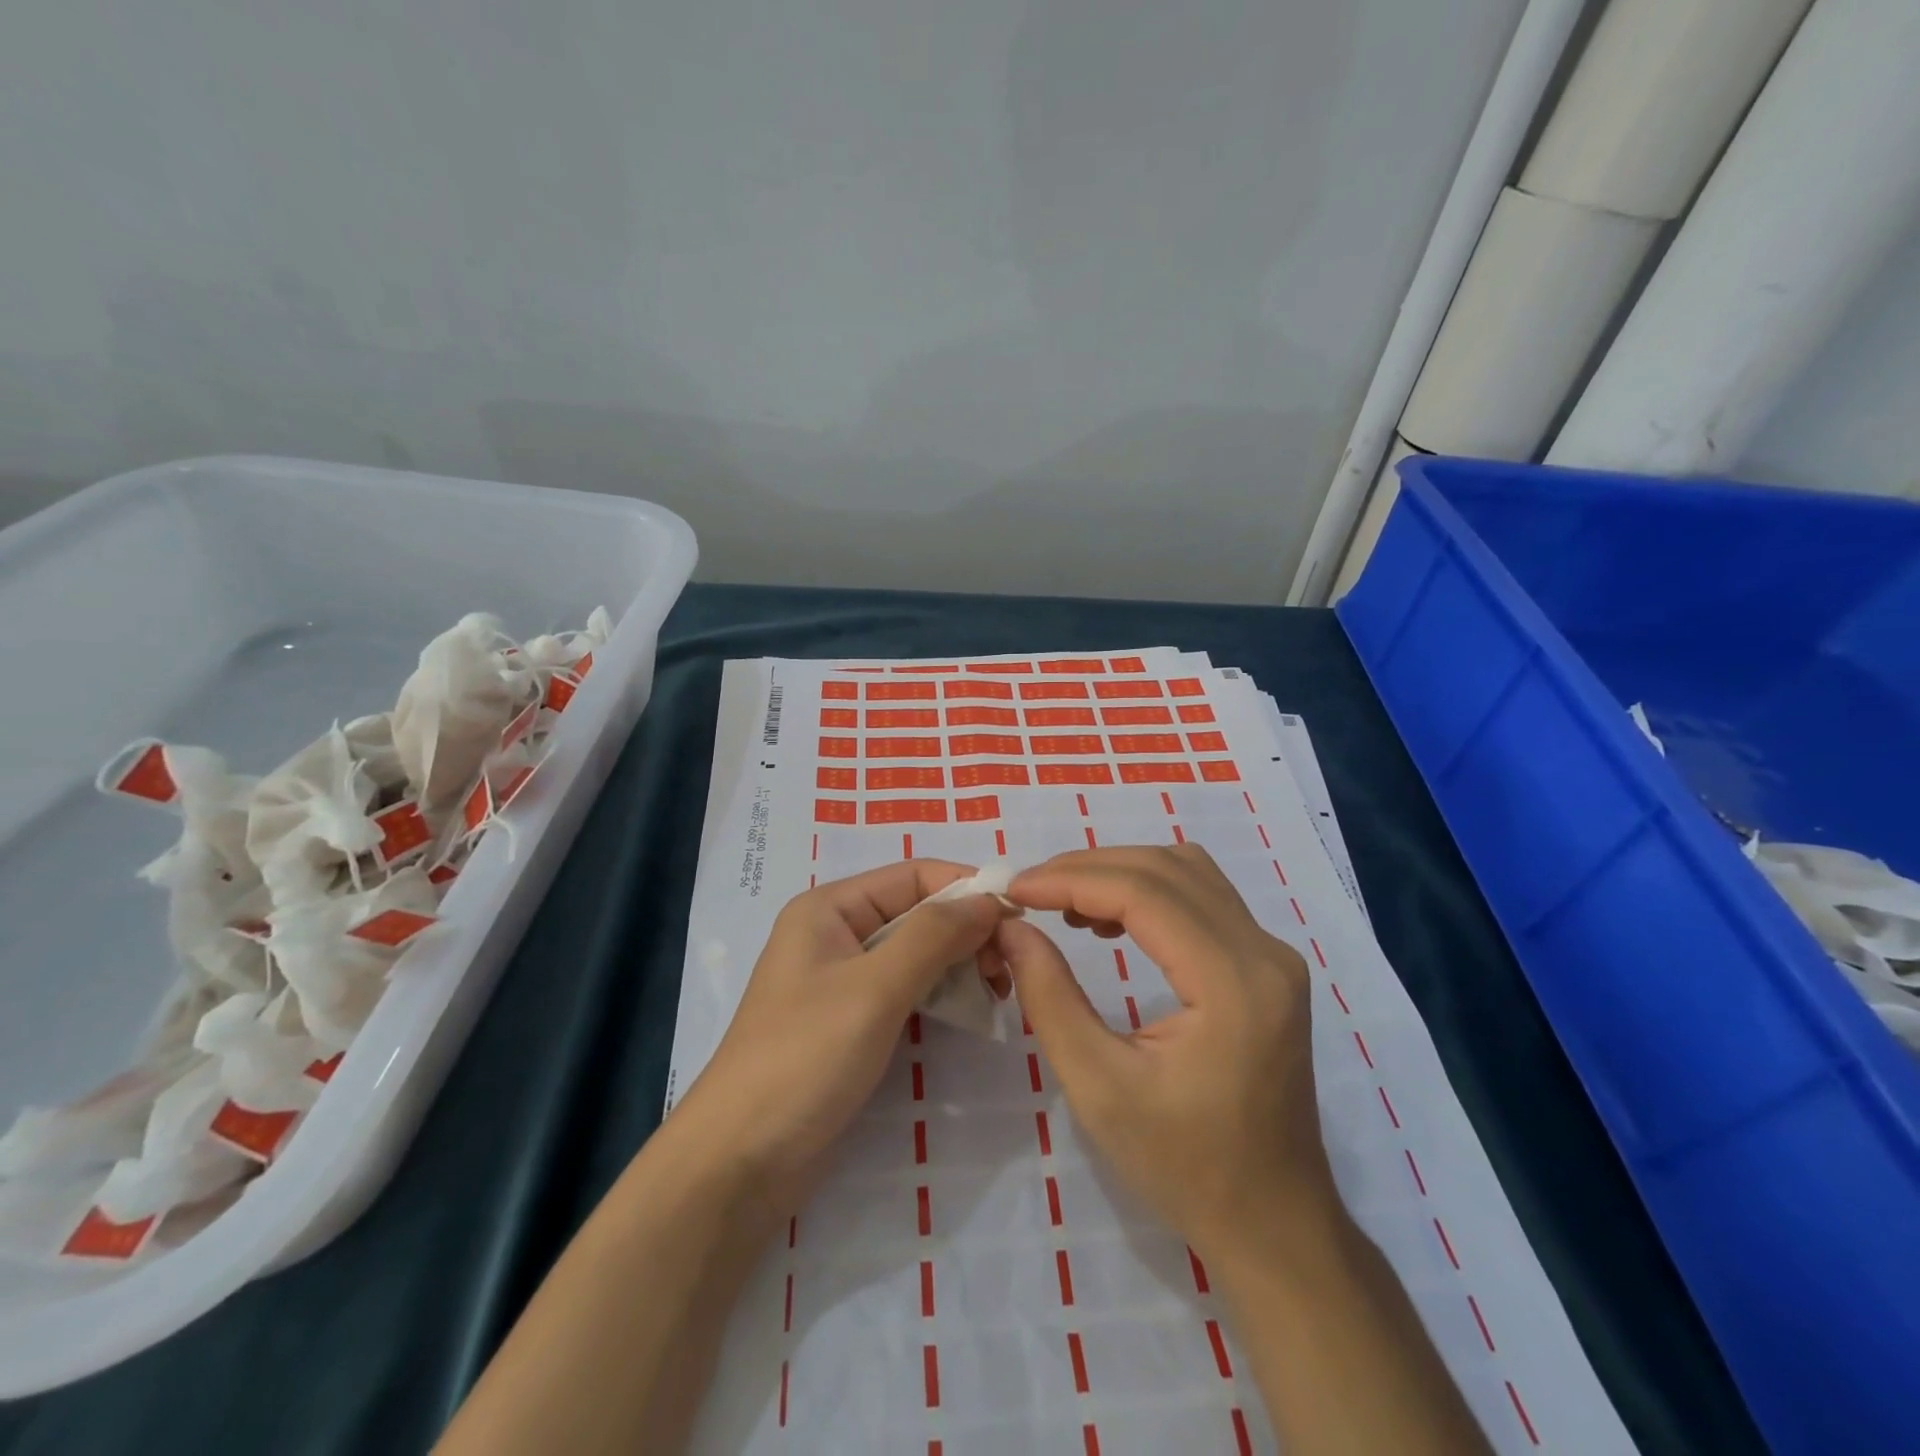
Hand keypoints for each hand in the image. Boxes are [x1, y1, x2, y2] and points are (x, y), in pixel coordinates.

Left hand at [678, 861, 1011, 1226]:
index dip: (967, 887)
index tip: (1020, 913)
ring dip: (959, 964)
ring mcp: (844, 980)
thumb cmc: (804, 1059)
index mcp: (830, 908)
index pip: (913, 876)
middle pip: (918, 912)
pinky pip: (908, 989)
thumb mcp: (874, 989)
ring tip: (999, 991)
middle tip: (1009, 967)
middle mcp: (837, 933)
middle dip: (967, 931)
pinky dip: (941, 993)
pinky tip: (971, 1011)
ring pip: (917, 952)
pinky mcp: (853, 1021)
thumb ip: (934, 936)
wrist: (741, 1164)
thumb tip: (991, 898)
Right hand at [1001, 844, 1334, 1260]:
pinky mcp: (1267, 965)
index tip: (1014, 890)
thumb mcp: (1099, 1087)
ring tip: (1062, 902)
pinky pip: (1202, 898)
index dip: (1071, 880)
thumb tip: (1011, 928)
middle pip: (1167, 869)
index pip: (1144, 893)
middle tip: (1030, 892)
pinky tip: (1107, 922)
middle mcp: (1264, 953)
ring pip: (1187, 872)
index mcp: (1233, 984)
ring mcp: (1273, 956)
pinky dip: (1148, 892)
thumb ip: (1050, 997)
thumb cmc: (1184, 1166)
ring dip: (1119, 873)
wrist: (1273, 1223)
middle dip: (1089, 868)